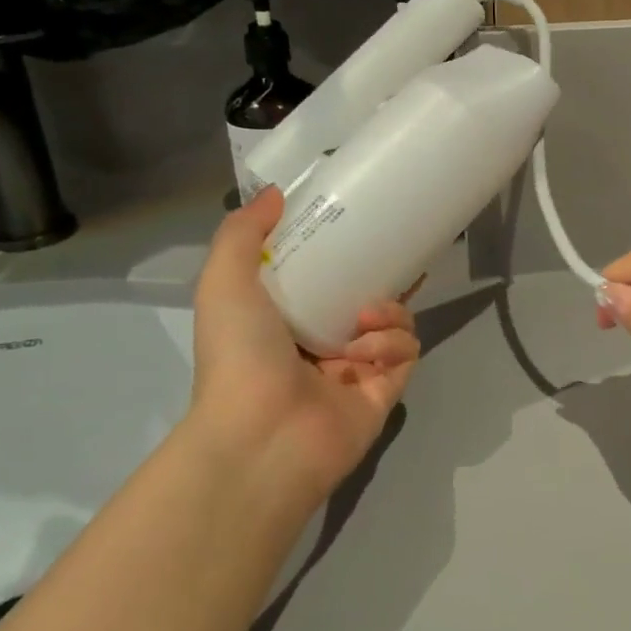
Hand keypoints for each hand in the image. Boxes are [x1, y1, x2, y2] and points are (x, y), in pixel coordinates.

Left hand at [191, 187, 419, 505]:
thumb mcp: (224, 283)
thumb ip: (241, 234)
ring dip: (389, 311)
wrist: (260, 437)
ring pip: (395, 320)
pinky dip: (392, 344)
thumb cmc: (240, 356)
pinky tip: (367, 351)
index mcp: (285, 319)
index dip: (346, 251)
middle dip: (386, 274)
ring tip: (367, 316)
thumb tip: (274, 193)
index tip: (364, 224)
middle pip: (368, 295)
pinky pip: (406, 351)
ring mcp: (356, 369)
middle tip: (399, 252)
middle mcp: (322, 342)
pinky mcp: (385, 390)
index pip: (325, 277)